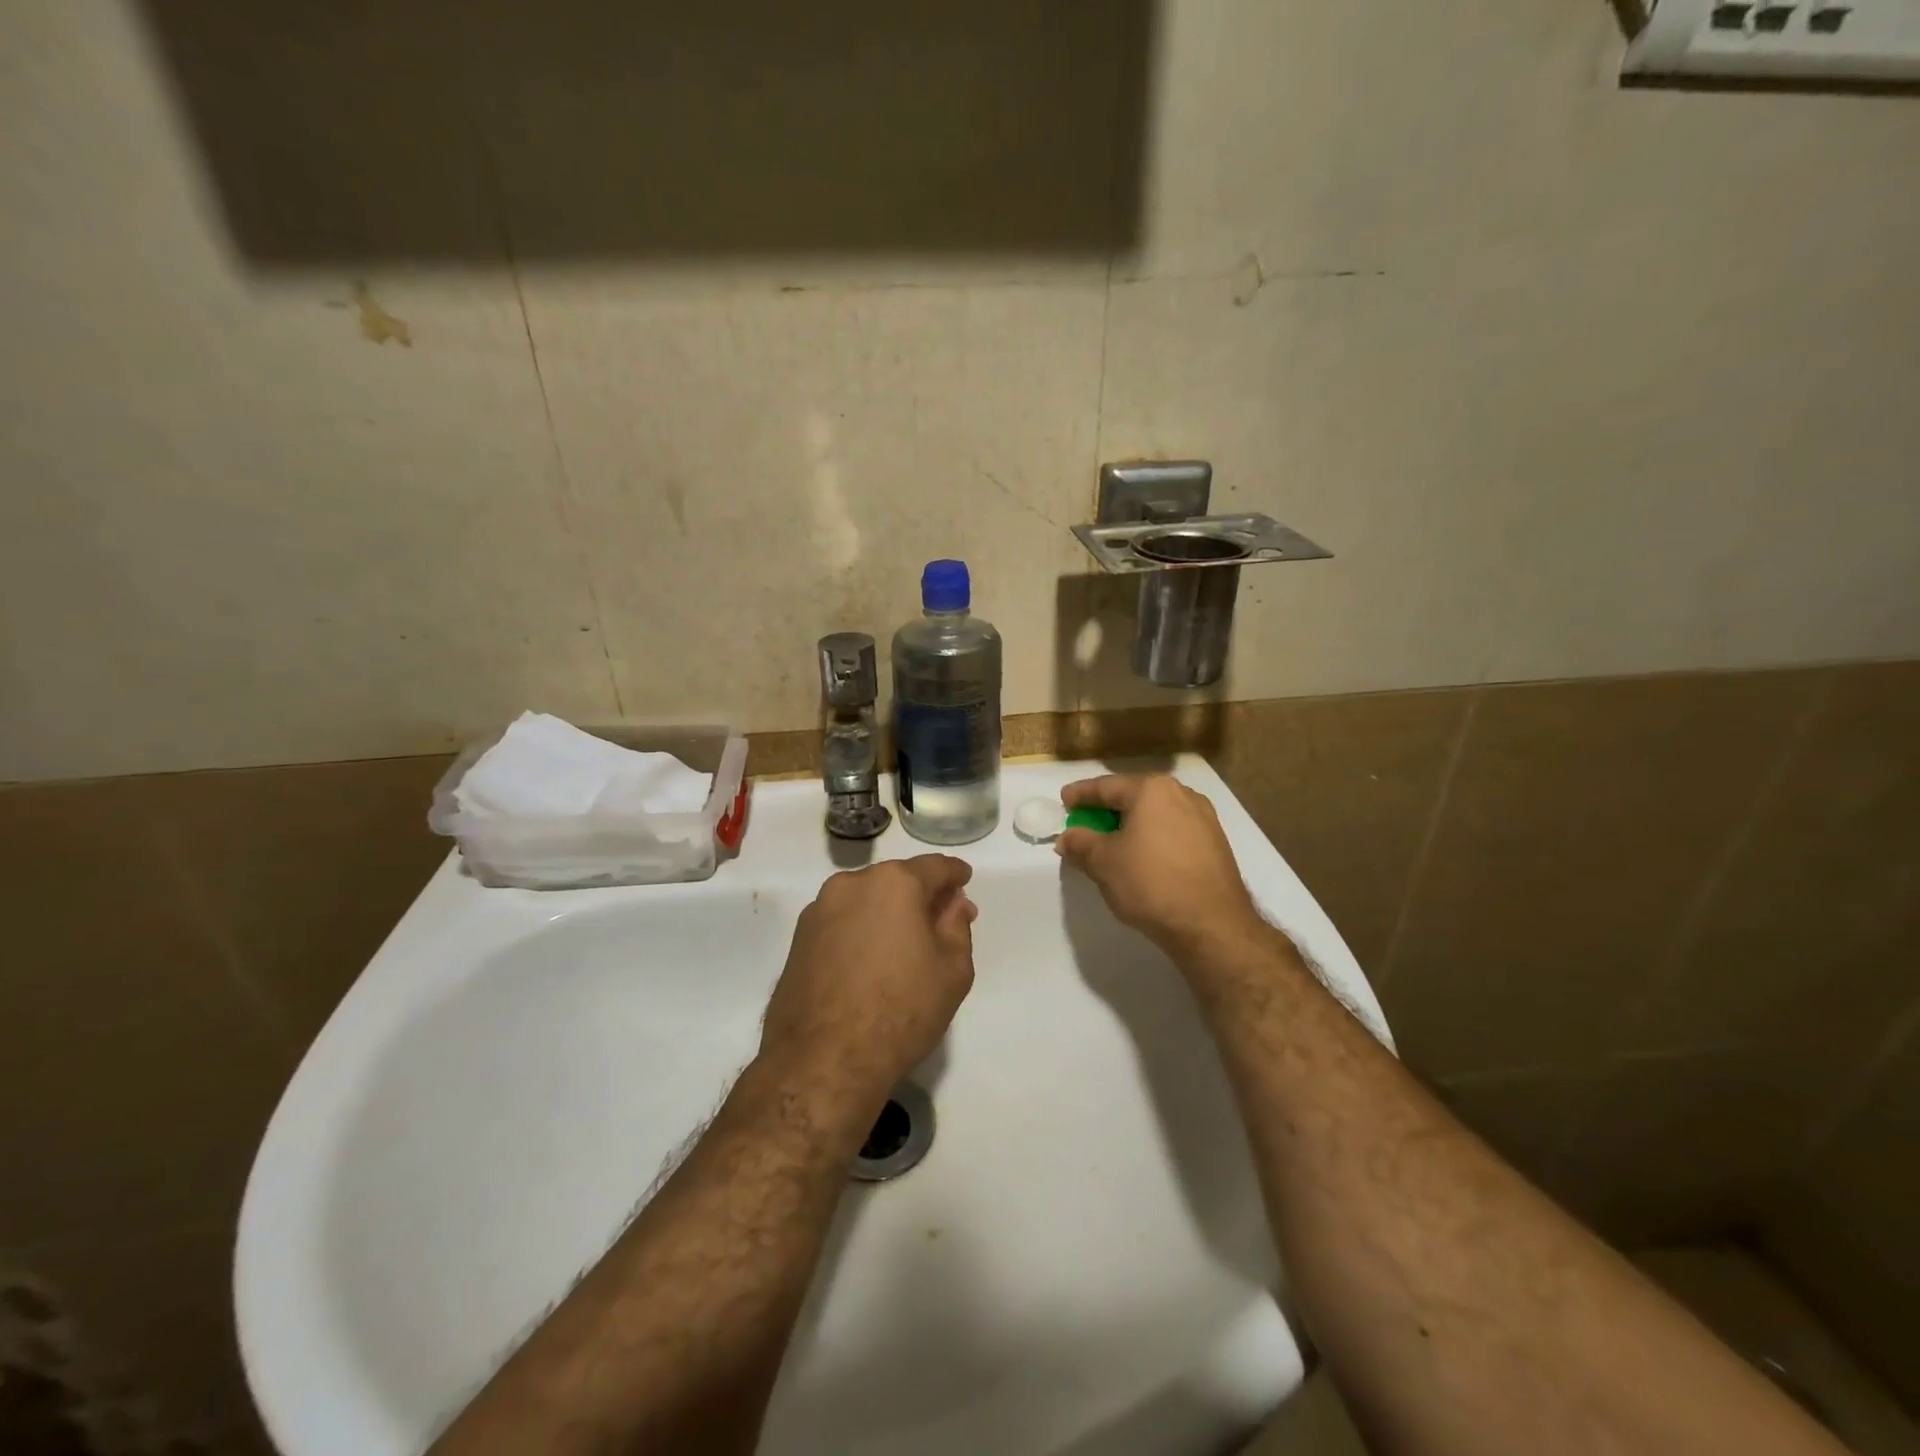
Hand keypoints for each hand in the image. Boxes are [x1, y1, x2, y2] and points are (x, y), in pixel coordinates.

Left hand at [759, 855, 977, 1118]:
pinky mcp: (798, 939)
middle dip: (920, 895)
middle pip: (896, 880)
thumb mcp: (952, 970)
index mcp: (894, 883)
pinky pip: (842, 922)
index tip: (964, 881)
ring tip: (904, 944)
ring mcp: (819, 910)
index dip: (954, 875)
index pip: (934, 867)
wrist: (823, 1060)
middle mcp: (852, 884)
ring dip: (887, 912)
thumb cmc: (901, 1011)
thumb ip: (956, 926)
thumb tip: (953, 904)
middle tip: (940, 920)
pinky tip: (870, 960)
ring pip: (865, 900)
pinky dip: (860, 930)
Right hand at [1057, 775, 1260, 954]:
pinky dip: (1152, 837)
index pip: (1106, 786)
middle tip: (1084, 822)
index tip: (1064, 800)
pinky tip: (1142, 856)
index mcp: (1151, 790)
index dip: (1081, 794)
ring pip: (1155, 814)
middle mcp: (1181, 794)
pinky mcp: (1215, 843)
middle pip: (1133, 796)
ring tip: (1112, 842)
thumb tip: (1066, 837)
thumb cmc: (1151, 883)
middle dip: (1107, 809)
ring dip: (1131, 824)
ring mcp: (1204, 818)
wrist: (1211, 925)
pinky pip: (1173, 830)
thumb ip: (1080, 843)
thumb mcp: (1103, 863)